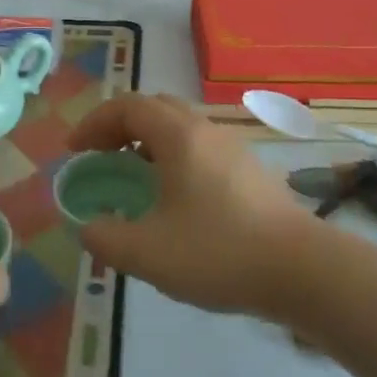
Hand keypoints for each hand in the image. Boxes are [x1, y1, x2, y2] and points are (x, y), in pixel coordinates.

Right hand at [67, 93, 308, 318]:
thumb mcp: (147, 253)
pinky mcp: (250, 171)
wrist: (302, 270)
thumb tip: (88, 227)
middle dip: (120, 125)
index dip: (94, 123)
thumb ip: (105, 238)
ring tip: (132, 175)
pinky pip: (200, 148)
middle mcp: (206, 131)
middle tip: (100, 155)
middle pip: (155, 108)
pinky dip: (174, 157)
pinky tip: (174, 198)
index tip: (74, 151)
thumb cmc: (219, 252)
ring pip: (181, 127)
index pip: (127, 107)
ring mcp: (233, 148)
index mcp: (179, 136)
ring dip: (148, 141)